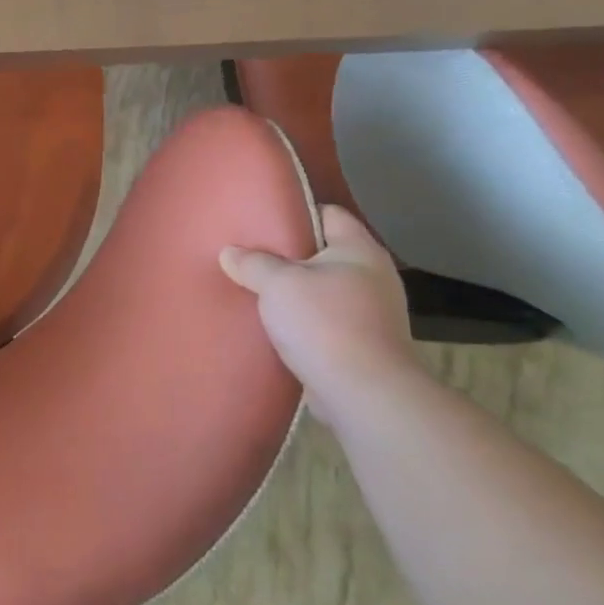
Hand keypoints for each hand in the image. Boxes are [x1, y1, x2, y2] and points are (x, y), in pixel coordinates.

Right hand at [220, 205, 415, 421]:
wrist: (363, 392)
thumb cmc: (323, 322)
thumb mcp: (277, 283)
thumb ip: (252, 263)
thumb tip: (230, 253)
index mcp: (360, 251)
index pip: (329, 214)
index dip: (296, 212)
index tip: (261, 216)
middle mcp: (373, 276)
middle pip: (324, 252)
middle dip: (289, 254)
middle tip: (249, 253)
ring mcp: (372, 312)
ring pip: (323, 288)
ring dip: (294, 290)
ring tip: (255, 288)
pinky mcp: (362, 343)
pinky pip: (325, 318)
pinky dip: (302, 318)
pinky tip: (273, 322)